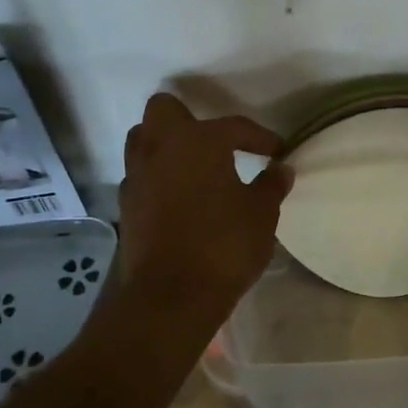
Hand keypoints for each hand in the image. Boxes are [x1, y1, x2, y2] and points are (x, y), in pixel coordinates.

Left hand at [116, 93, 291, 318]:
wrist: (171, 298)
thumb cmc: (223, 246)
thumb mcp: (261, 214)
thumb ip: (271, 185)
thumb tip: (281, 169)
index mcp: (199, 140)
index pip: (235, 126)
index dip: (260, 137)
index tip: (277, 151)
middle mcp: (162, 147)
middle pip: (164, 110)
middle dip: (187, 118)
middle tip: (214, 143)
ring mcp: (138, 175)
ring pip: (142, 139)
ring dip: (164, 145)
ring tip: (192, 166)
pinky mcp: (126, 205)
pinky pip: (140, 175)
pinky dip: (156, 178)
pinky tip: (176, 198)